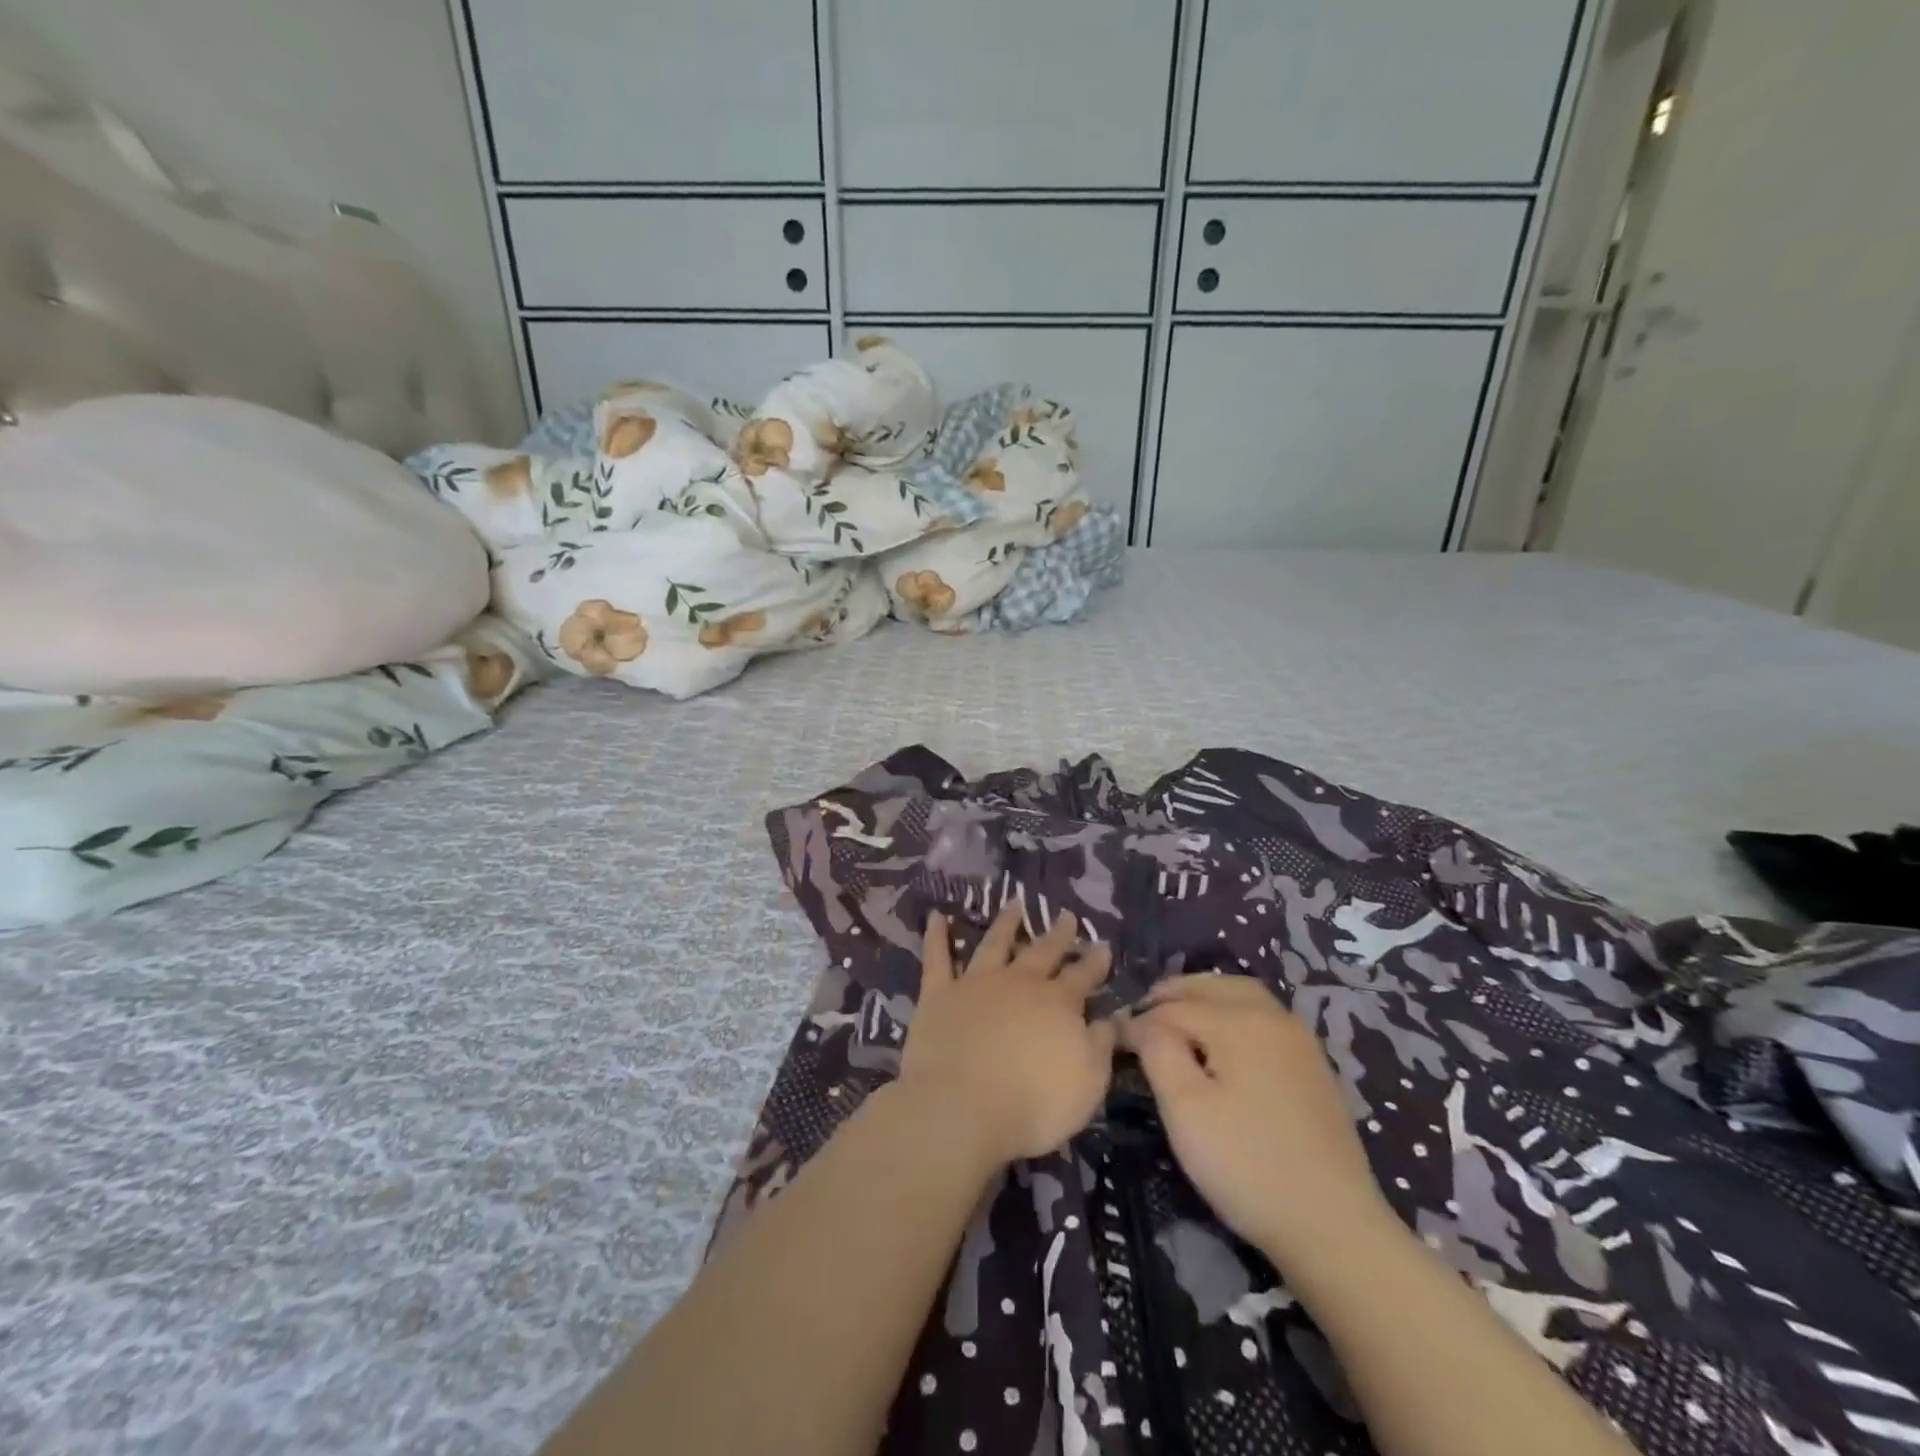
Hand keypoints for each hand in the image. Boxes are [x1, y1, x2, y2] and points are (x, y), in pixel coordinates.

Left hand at [895, 903, 1115, 1166]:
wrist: (962, 1107)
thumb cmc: (1033, 1104)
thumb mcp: (1088, 1082)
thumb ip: (1100, 1045)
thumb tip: (1111, 1017)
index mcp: (1057, 1003)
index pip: (1082, 976)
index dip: (1094, 961)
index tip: (1101, 944)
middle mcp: (1019, 983)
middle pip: (1042, 952)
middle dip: (1057, 934)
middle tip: (1066, 915)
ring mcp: (976, 983)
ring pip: (994, 943)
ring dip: (1006, 923)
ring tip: (1015, 903)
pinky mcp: (939, 994)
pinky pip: (937, 958)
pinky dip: (937, 935)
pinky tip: (937, 916)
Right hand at [1120, 974, 1393, 1266]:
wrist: (1334, 1226)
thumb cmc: (1247, 1165)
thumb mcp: (1185, 1109)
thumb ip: (1158, 1051)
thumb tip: (1140, 1022)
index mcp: (1239, 1021)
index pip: (1173, 1007)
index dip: (1138, 1021)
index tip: (1113, 1040)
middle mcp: (1272, 1016)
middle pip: (1211, 986)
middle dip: (1173, 994)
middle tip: (1142, 1016)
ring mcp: (1299, 1040)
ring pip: (1242, 995)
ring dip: (1205, 997)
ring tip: (1178, 1020)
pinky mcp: (1313, 1066)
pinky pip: (1263, 1017)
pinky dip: (1233, 1013)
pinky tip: (1222, 1043)